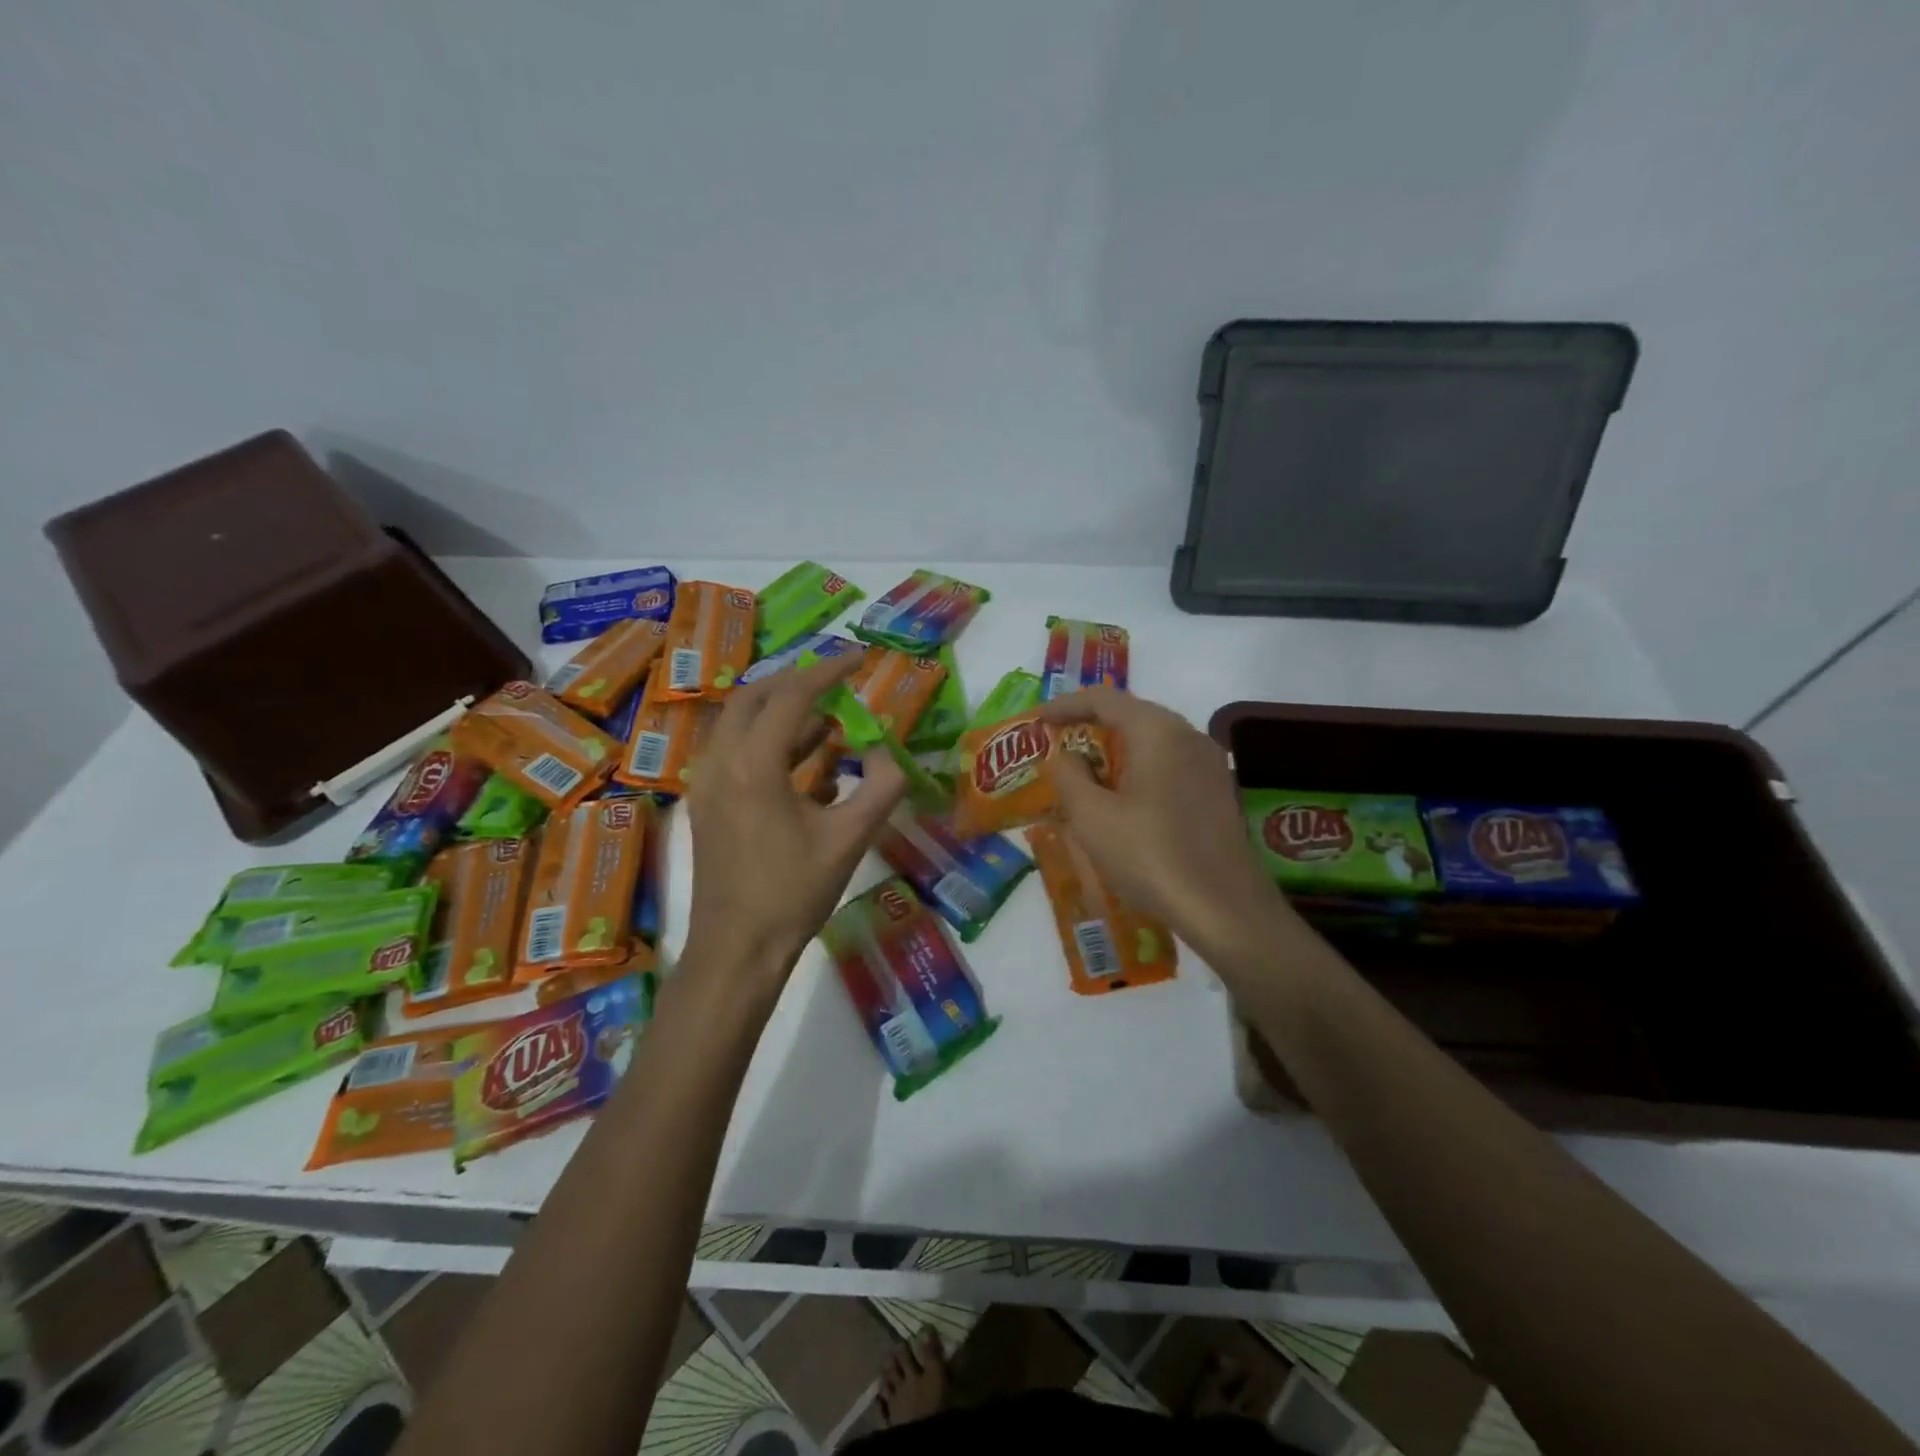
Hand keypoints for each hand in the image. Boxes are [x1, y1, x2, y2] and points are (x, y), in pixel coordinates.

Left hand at [683, 653, 906, 995]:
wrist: (737, 950)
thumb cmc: (793, 893)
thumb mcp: (850, 839)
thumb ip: (881, 786)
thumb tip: (891, 752)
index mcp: (753, 764)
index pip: (792, 696)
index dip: (828, 671)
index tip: (860, 659)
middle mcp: (720, 762)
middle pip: (754, 697)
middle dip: (797, 683)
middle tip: (838, 684)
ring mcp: (706, 783)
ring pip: (740, 724)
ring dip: (782, 714)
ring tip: (831, 723)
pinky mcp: (706, 804)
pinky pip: (736, 752)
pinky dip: (770, 743)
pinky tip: (807, 765)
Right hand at [1043, 687, 1290, 961]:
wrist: (1225, 909)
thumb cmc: (1151, 856)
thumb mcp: (1092, 817)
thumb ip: (1069, 776)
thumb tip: (1064, 755)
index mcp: (1158, 732)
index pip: (1105, 699)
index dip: (1067, 705)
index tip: (1039, 720)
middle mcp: (1189, 736)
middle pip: (1132, 714)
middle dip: (1092, 726)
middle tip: (1058, 743)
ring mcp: (1210, 764)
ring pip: (1153, 741)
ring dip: (1116, 750)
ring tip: (1085, 771)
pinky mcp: (1218, 792)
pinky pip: (1169, 764)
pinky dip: (1139, 769)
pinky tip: (1122, 798)